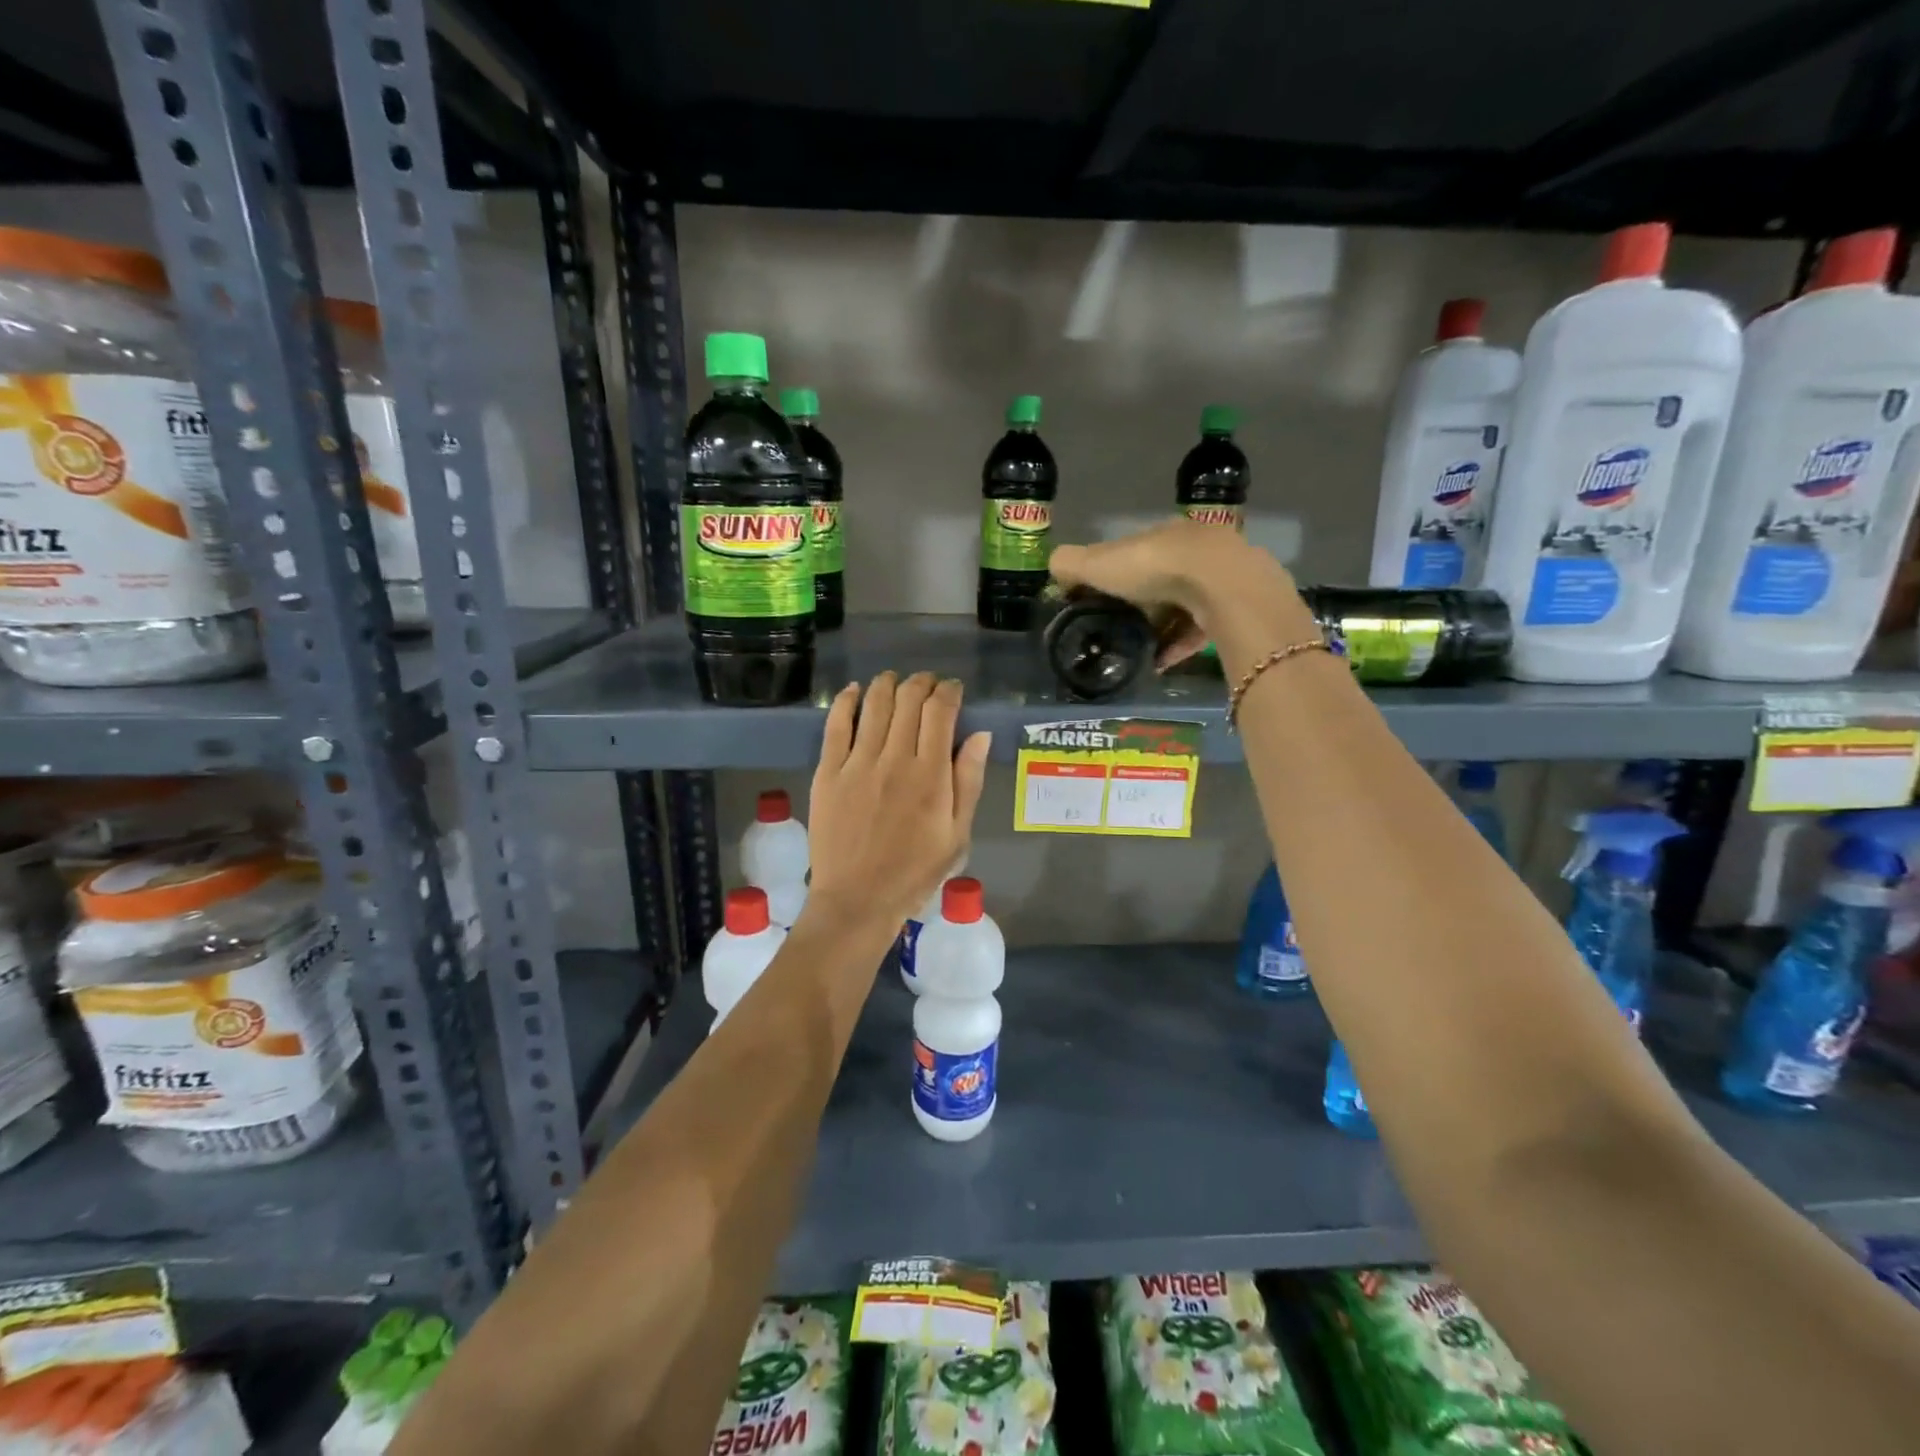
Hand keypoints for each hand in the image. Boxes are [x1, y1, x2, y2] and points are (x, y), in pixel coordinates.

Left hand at [806, 672, 990, 929]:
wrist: (858, 900)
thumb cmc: (915, 872)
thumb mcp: (958, 835)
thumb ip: (969, 781)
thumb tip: (979, 734)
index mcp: (931, 775)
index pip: (940, 712)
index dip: (949, 691)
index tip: (953, 689)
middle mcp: (895, 759)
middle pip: (908, 700)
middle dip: (921, 683)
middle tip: (926, 683)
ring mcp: (857, 764)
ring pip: (874, 705)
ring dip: (887, 684)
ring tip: (894, 680)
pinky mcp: (828, 773)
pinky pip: (836, 725)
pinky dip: (847, 701)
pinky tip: (855, 691)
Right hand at [1050, 520, 1314, 667]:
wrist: (1221, 584)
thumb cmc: (1153, 567)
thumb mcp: (1099, 563)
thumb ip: (1071, 564)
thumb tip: (1052, 568)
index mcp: (1162, 536)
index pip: (1135, 554)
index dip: (1115, 575)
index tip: (1099, 601)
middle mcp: (1194, 551)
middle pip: (1162, 580)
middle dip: (1142, 605)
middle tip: (1119, 632)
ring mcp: (1220, 579)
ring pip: (1184, 606)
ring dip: (1161, 630)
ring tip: (1138, 655)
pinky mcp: (1235, 609)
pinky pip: (1201, 630)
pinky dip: (1179, 647)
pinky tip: (1161, 664)